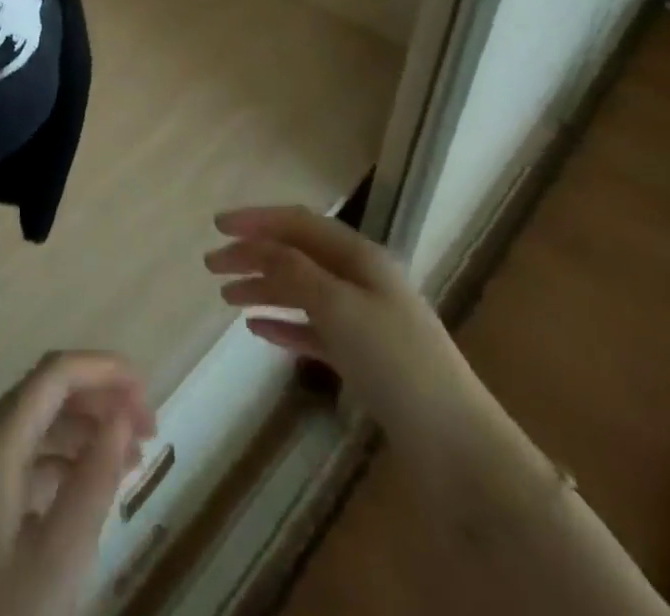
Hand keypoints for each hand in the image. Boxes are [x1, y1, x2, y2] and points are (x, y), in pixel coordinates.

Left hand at [0, 351, 156, 615]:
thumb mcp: (57, 559)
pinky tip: (92, 488)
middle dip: (99, 400)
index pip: (54, 374)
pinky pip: (23, 460)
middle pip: (45, 394)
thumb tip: (122, 419)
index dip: (103, 369)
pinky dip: (62, 462)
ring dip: (85, 432)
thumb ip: (94, 481)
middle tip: (149, 431)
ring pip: (35, 427)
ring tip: (133, 459)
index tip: (148, 391)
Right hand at [205, 206, 492, 448]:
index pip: (298, 223)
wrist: (458, 449)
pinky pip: (313, 329)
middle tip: (212, 265)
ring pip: (302, 290)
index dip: (256, 220)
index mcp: (360, 256)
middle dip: (254, 255)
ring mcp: (364, 319)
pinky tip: (257, 329)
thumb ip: (293, 270)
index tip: (216, 227)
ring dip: (264, 288)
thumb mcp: (339, 306)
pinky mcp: (364, 357)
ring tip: (226, 298)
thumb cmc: (396, 363)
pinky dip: (284, 324)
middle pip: (297, 255)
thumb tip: (258, 246)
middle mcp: (361, 279)